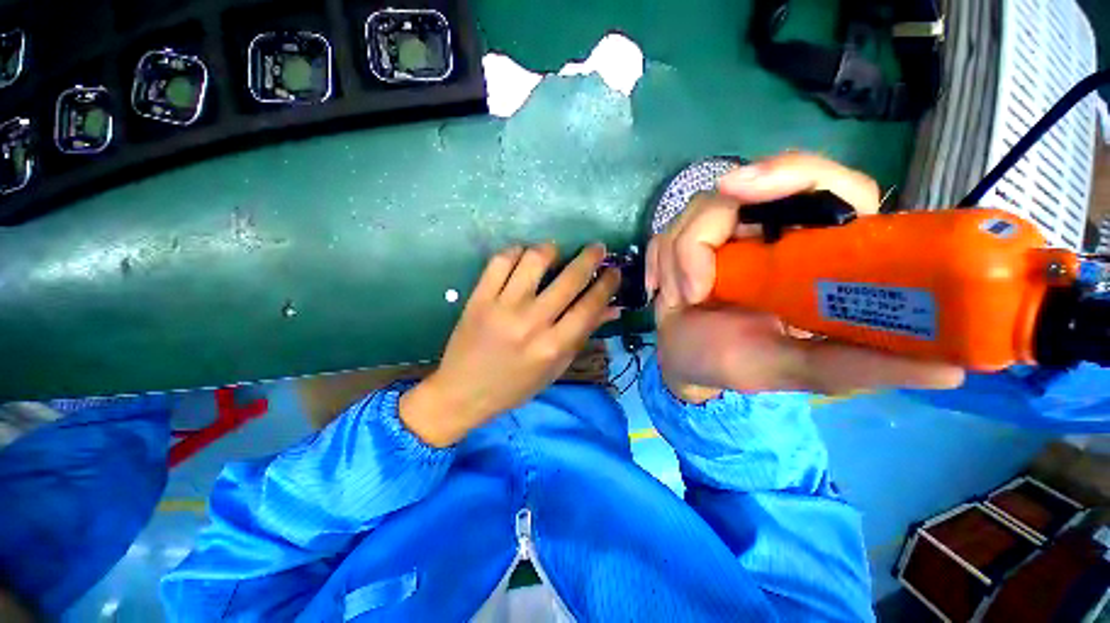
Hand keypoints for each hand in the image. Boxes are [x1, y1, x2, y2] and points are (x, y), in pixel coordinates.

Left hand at [401, 243, 620, 446]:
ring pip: (534, 260)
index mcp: (553, 346)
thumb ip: (583, 335)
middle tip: (597, 249)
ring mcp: (502, 307)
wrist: (462, 392)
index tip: (614, 271)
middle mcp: (531, 323)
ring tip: (556, 252)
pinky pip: (501, 261)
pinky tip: (524, 257)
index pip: (590, 306)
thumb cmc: (515, 387)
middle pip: (569, 278)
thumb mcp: (555, 367)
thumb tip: (612, 308)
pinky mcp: (479, 297)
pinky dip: (517, 252)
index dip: (608, 284)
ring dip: (551, 250)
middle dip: (590, 257)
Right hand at [645, 152, 964, 401]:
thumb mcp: (796, 370)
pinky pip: (667, 231)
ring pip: (697, 211)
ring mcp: (726, 232)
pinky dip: (660, 262)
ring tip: (684, 300)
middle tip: (692, 281)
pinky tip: (663, 291)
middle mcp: (774, 230)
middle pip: (744, 188)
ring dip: (678, 259)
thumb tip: (953, 370)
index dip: (788, 174)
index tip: (738, 190)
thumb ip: (857, 367)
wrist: (686, 362)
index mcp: (816, 251)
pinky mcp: (689, 240)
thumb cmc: (737, 364)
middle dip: (705, 231)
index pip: (825, 184)